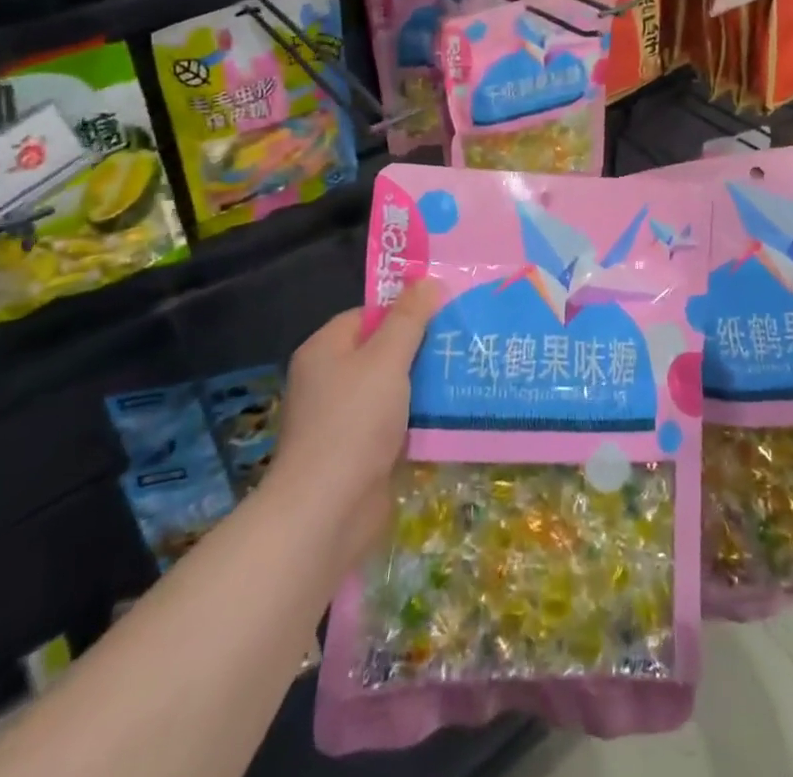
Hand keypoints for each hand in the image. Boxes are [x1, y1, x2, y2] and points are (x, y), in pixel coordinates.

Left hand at [270, 279, 438, 569]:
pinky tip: (451, 414)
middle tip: (463, 339)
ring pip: (392, 388)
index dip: (405, 310)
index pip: (369, 314)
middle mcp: (329, 380)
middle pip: (382, 350)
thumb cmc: (353, 423)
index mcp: (325, 349)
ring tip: (466, 372)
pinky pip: (394, 422)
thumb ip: (409, 318)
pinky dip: (418, 418)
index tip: (445, 310)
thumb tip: (427, 280)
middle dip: (421, 347)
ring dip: (424, 384)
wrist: (326, 513)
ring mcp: (342, 419)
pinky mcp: (358, 452)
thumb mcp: (387, 359)